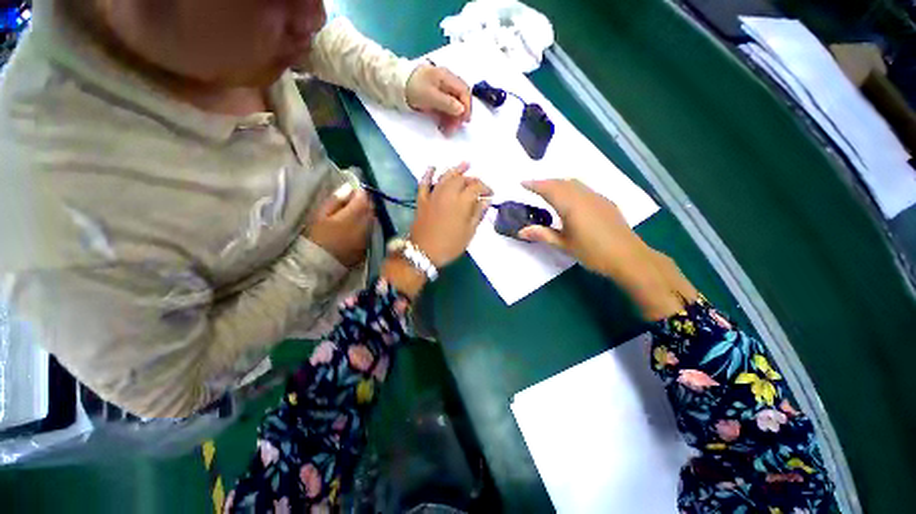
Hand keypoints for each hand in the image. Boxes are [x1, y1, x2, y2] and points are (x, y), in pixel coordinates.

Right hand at [307, 188, 374, 267]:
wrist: (320, 264)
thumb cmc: (316, 237)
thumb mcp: (320, 215)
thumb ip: (336, 200)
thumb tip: (349, 188)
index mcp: (353, 215)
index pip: (363, 199)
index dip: (360, 193)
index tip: (353, 191)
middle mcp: (365, 225)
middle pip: (371, 208)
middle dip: (365, 202)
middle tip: (354, 201)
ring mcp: (368, 235)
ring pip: (373, 219)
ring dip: (367, 213)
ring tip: (356, 212)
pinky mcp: (367, 245)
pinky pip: (371, 229)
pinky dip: (367, 223)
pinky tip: (358, 225)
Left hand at [405, 65, 471, 135]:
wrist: (396, 84)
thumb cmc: (414, 88)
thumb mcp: (431, 96)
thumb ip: (447, 103)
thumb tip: (462, 110)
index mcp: (447, 77)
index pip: (464, 91)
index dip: (467, 106)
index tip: (465, 121)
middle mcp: (447, 82)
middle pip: (460, 99)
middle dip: (459, 115)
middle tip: (454, 129)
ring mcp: (441, 89)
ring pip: (453, 104)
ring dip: (453, 118)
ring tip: (448, 131)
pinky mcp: (435, 96)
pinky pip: (446, 107)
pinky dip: (446, 117)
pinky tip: (443, 125)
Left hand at [409, 163, 491, 267]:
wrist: (424, 252)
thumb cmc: (450, 245)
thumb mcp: (469, 232)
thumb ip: (478, 214)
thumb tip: (486, 200)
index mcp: (461, 202)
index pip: (476, 187)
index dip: (485, 188)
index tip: (491, 194)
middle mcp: (448, 193)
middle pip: (462, 179)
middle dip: (472, 179)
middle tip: (478, 185)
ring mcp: (433, 195)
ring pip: (445, 176)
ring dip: (456, 169)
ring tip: (465, 164)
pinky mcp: (422, 200)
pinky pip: (424, 183)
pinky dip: (428, 174)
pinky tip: (433, 167)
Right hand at [519, 179, 687, 319]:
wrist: (628, 256)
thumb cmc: (592, 252)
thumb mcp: (564, 244)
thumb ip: (542, 234)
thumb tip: (521, 231)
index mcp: (571, 205)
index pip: (549, 189)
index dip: (534, 184)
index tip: (522, 183)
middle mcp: (583, 196)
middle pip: (561, 182)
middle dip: (545, 182)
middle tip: (533, 187)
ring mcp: (597, 197)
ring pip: (574, 183)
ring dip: (559, 183)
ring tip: (549, 191)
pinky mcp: (605, 202)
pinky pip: (584, 188)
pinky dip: (571, 188)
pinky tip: (570, 199)